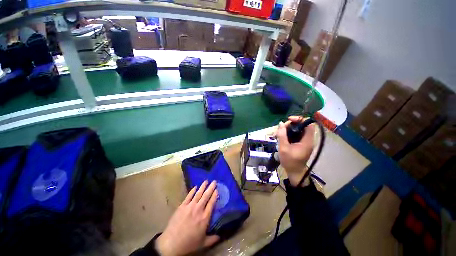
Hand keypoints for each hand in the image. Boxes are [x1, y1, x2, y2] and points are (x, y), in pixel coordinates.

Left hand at [156, 180, 219, 255]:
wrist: (171, 243)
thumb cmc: (188, 243)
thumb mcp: (203, 243)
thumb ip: (212, 239)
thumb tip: (220, 236)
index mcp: (204, 218)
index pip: (211, 203)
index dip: (215, 195)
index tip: (217, 190)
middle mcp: (198, 209)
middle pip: (206, 196)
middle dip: (211, 188)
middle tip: (214, 181)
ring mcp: (190, 206)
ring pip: (198, 194)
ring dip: (203, 187)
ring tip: (206, 181)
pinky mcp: (182, 206)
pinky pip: (188, 196)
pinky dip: (192, 191)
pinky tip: (195, 187)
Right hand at [276, 116, 314, 186]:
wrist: (294, 172)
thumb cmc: (290, 161)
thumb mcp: (284, 148)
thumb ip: (282, 135)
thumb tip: (281, 124)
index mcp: (307, 140)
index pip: (308, 124)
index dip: (299, 119)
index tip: (289, 120)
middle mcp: (307, 139)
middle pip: (301, 126)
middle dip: (290, 125)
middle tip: (280, 129)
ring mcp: (304, 141)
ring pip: (296, 130)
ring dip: (287, 129)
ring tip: (277, 134)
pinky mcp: (300, 144)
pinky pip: (294, 135)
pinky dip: (287, 134)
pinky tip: (280, 136)